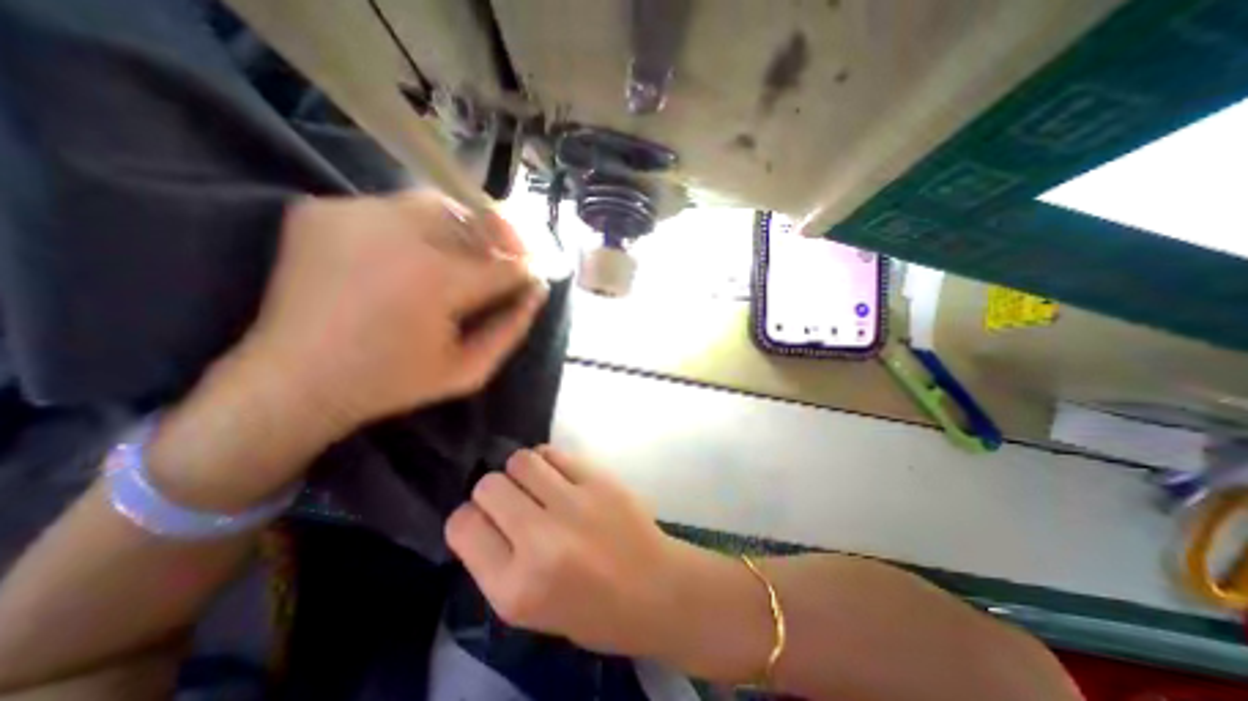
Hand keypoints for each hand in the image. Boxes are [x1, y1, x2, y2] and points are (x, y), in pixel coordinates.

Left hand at [240, 191, 543, 433]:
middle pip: (474, 218)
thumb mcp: (469, 370)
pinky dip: (416, 227)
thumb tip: (537, 292)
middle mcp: (399, 235)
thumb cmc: (393, 382)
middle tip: (507, 256)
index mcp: (437, 281)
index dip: (526, 270)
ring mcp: (354, 214)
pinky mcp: (321, 210)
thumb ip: (511, 329)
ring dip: (461, 227)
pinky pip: (391, 207)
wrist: (295, 380)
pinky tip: (415, 254)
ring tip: (463, 253)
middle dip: (501, 237)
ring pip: (435, 205)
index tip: (534, 276)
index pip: (504, 264)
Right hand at [443, 450, 697, 657]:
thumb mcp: (527, 609)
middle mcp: (540, 541)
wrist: (654, 588)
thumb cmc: (590, 610)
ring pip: (520, 460)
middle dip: (493, 492)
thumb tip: (480, 515)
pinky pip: (554, 452)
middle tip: (513, 502)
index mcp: (516, 587)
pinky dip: (547, 460)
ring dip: (520, 471)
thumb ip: (496, 563)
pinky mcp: (599, 479)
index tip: (484, 521)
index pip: (463, 525)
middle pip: (489, 486)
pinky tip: (558, 476)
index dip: (468, 519)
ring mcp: (574, 503)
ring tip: (536, 486)